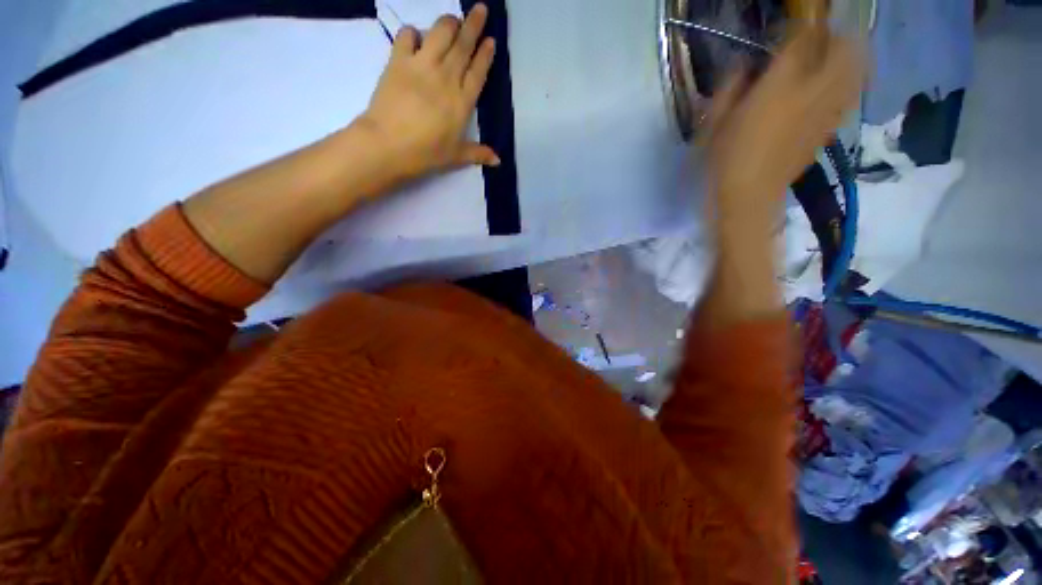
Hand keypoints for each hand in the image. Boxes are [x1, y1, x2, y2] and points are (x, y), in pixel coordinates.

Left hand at [353, 4, 498, 187]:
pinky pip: (408, 36)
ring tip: (453, 20)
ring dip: (449, 22)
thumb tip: (499, 161)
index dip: (485, 54)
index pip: (478, 72)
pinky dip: (414, 32)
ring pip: (440, 33)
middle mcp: (446, 78)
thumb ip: (478, 154)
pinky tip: (416, 38)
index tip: (491, 39)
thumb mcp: (455, 156)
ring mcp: (422, 66)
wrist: (388, 144)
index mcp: (462, 102)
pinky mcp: (398, 61)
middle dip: (473, 25)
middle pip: (463, 45)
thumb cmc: (426, 153)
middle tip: (480, 9)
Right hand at [705, 25, 863, 224]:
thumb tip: (744, 67)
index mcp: (779, 87)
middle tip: (818, 39)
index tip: (788, 24)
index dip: (798, 25)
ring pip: (856, 69)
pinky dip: (846, 83)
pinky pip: (849, 94)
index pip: (801, 39)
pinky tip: (828, 89)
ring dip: (849, 56)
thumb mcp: (715, 123)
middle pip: (845, 48)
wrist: (747, 198)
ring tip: (831, 59)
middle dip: (836, 35)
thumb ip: (730, 88)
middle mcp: (812, 92)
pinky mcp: (829, 129)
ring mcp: (826, 111)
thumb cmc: (724, 161)